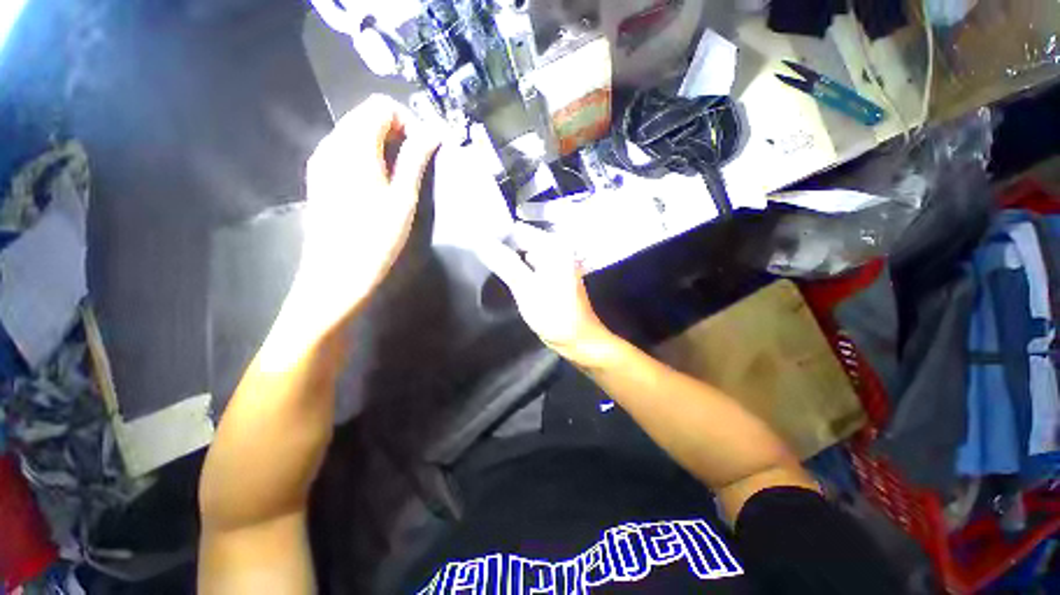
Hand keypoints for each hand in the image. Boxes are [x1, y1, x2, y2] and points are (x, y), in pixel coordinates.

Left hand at [286, 95, 438, 339]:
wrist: (337, 276)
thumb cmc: (376, 239)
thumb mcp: (403, 200)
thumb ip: (415, 161)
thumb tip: (432, 133)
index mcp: (353, 146)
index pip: (380, 106)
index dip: (407, 121)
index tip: (424, 150)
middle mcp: (331, 145)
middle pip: (366, 117)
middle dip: (397, 133)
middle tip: (417, 167)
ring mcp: (322, 162)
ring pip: (357, 135)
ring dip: (384, 148)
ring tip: (402, 180)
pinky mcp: (321, 178)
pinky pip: (347, 153)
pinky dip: (369, 159)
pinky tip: (380, 187)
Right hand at [477, 223, 616, 364]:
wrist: (578, 338)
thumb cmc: (555, 314)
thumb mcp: (526, 288)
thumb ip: (504, 263)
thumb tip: (480, 242)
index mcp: (553, 246)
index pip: (517, 230)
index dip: (495, 235)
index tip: (474, 244)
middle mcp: (555, 248)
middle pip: (519, 240)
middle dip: (499, 248)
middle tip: (476, 256)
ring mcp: (553, 262)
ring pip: (522, 254)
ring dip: (506, 259)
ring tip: (484, 264)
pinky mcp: (550, 275)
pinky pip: (527, 265)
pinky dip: (515, 269)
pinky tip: (501, 275)